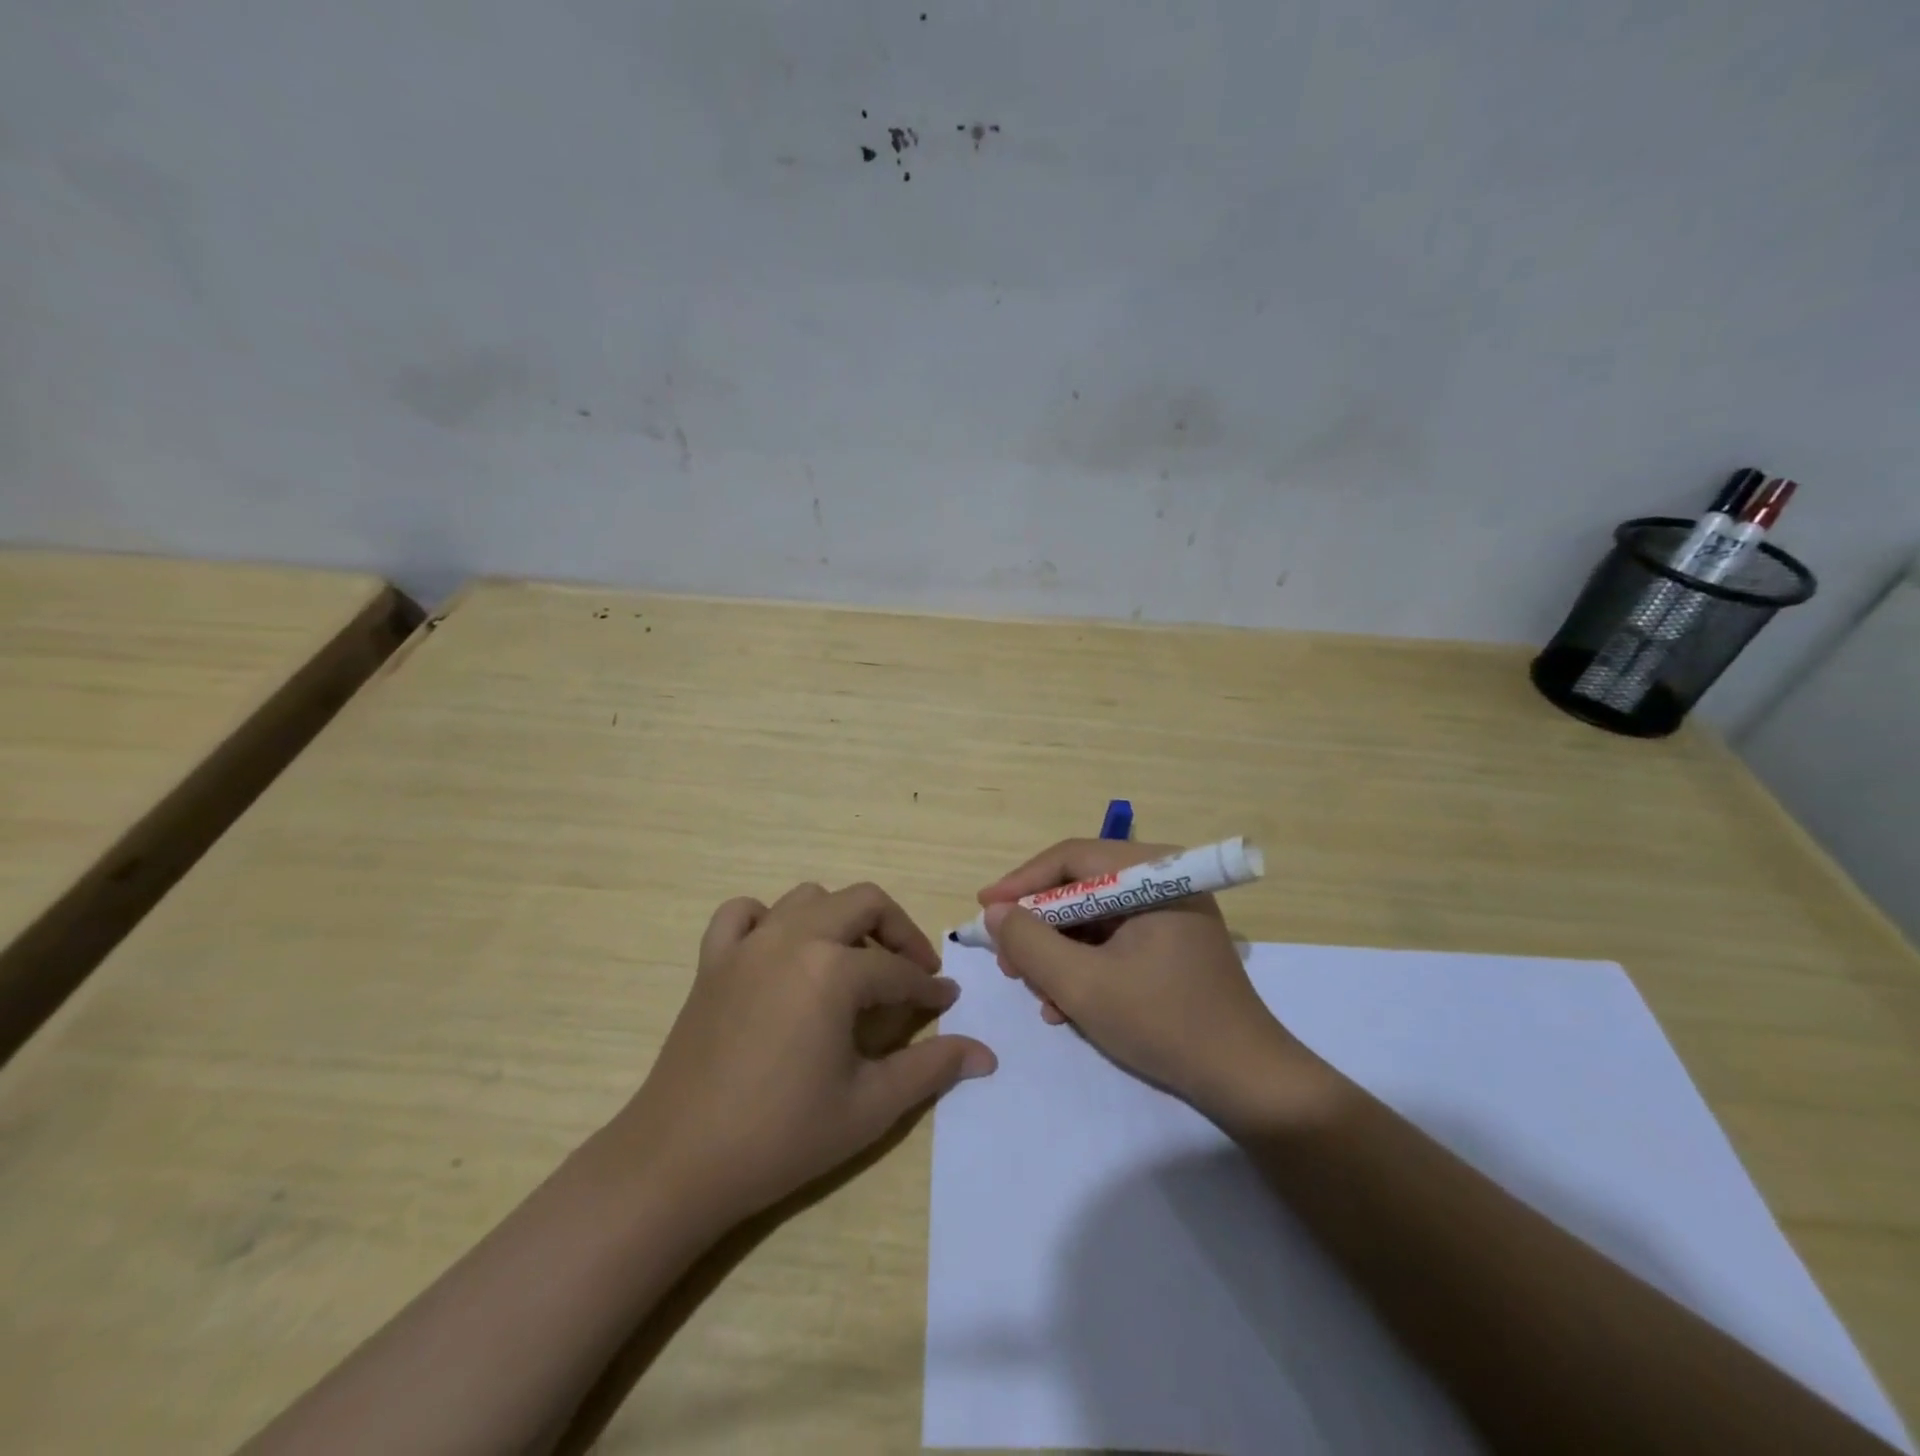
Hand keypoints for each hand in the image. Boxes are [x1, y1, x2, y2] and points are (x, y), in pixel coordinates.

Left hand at [611, 882, 996, 1223]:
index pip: (898, 970)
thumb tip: (986, 1054)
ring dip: (840, 919)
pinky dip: (768, 919)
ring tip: (852, 962)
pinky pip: (742, 914)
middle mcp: (793, 938)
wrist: (679, 1162)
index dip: (929, 989)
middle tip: (912, 972)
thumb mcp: (869, 1106)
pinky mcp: (713, 961)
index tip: (946, 1003)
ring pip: (809, 899)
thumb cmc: (781, 1135)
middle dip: (897, 931)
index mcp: (833, 970)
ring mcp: (748, 944)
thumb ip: (931, 1069)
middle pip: (862, 902)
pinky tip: (781, 951)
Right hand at [979, 840, 1332, 1126]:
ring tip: (1036, 993)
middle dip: (1039, 928)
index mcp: (1153, 874)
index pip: (1071, 858)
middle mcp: (1163, 881)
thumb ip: (1030, 943)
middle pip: (1080, 888)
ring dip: (1058, 954)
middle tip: (1008, 962)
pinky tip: (1065, 1005)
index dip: (1021, 883)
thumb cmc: (1164, 1023)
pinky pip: (1112, 941)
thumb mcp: (1082, 984)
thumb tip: (995, 912)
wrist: (1246, 1082)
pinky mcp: (1171, 944)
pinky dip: (1084, 966)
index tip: (983, 910)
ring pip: (1092, 918)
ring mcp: (1169, 913)